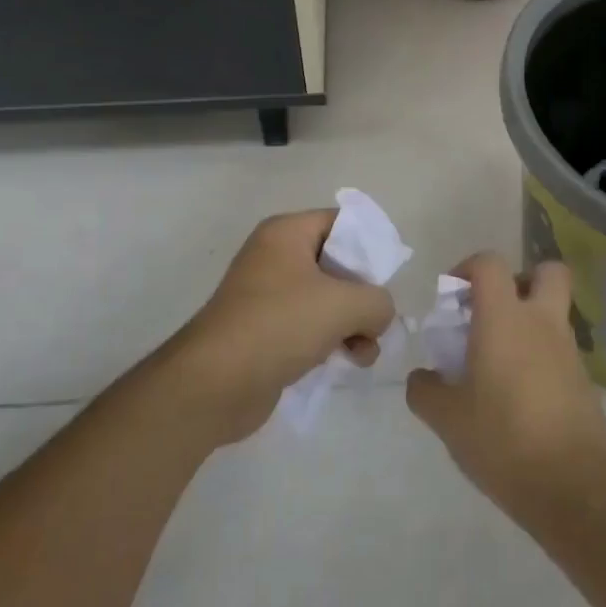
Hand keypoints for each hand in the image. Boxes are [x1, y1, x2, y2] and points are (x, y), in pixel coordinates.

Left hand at [161, 210, 396, 446]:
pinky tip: (347, 363)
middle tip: (378, 319)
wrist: (214, 384)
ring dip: (352, 324)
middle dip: (363, 294)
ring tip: (364, 351)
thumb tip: (378, 315)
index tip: (390, 275)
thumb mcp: (345, 304)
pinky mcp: (264, 331)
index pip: (341, 222)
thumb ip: (378, 301)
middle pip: (337, 263)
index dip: (370, 244)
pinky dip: (331, 341)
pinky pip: (309, 326)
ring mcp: (267, 295)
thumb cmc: (280, 325)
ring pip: (326, 299)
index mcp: (287, 233)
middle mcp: (275, 257)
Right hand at [406, 253, 605, 518]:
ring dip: (529, 324)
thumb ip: (426, 391)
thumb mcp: (448, 419)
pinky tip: (519, 396)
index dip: (468, 267)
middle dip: (520, 280)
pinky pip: (560, 351)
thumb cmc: (503, 439)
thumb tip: (422, 378)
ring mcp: (569, 351)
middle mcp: (541, 323)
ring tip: (498, 364)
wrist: (575, 487)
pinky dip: (540, 358)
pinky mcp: (585, 382)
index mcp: (504, 319)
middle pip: (546, 272)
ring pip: (553, 314)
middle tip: (493, 311)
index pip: (490, 264)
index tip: (452, 296)